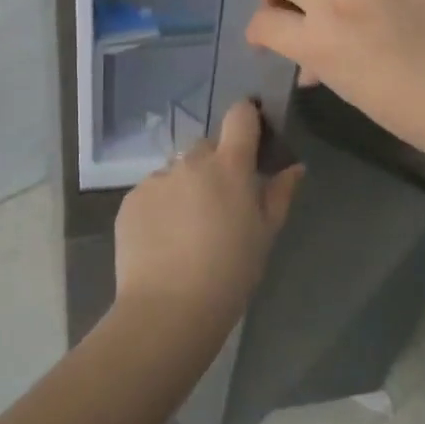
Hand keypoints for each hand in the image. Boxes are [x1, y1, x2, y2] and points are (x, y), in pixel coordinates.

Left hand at [114, 100, 304, 340]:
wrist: (168, 308)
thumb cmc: (229, 273)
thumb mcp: (265, 235)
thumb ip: (280, 194)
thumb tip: (294, 167)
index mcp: (229, 166)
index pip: (240, 116)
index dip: (247, 118)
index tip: (252, 137)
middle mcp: (190, 162)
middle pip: (206, 147)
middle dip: (215, 165)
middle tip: (220, 203)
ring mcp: (156, 179)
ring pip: (177, 171)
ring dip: (185, 187)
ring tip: (187, 229)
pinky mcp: (130, 200)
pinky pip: (152, 192)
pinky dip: (160, 207)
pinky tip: (164, 240)